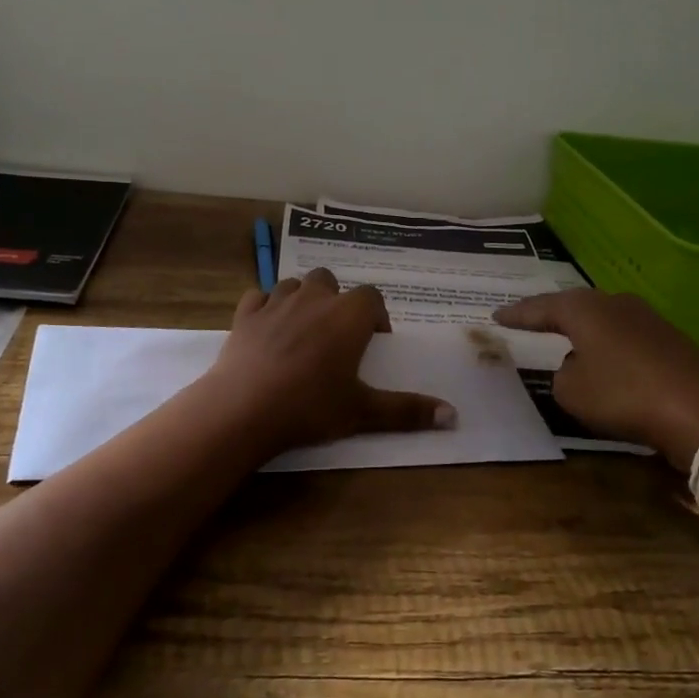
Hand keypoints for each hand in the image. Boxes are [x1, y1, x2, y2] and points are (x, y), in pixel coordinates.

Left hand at [206, 269, 454, 456]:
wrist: (244, 408)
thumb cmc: (311, 406)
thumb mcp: (363, 412)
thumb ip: (407, 410)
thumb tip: (454, 416)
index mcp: (348, 315)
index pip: (371, 297)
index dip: (375, 316)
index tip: (373, 342)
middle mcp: (314, 298)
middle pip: (331, 282)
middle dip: (337, 301)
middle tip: (336, 336)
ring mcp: (276, 302)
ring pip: (295, 285)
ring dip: (302, 300)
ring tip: (303, 331)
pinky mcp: (245, 314)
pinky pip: (258, 296)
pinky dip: (265, 307)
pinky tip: (267, 329)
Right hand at [494, 290, 698, 460]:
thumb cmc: (624, 395)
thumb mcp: (572, 393)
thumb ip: (562, 376)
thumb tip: (576, 368)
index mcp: (584, 309)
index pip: (540, 308)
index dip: (517, 315)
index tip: (496, 316)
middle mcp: (614, 303)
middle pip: (574, 306)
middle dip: (551, 315)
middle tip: (529, 321)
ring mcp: (647, 318)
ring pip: (603, 320)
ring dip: (584, 332)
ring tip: (566, 340)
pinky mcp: (670, 339)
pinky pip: (625, 337)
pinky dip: (609, 347)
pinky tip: (607, 361)